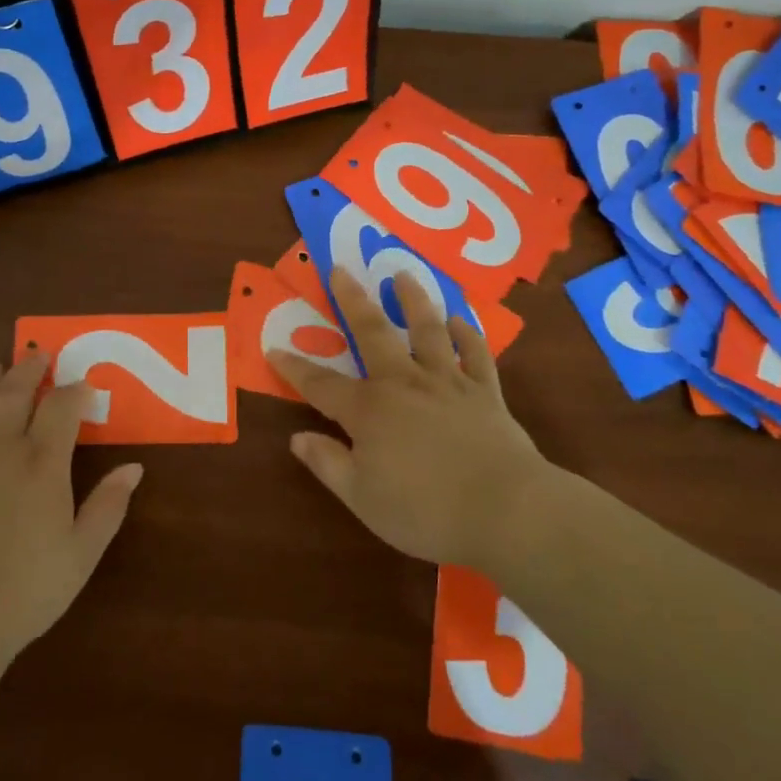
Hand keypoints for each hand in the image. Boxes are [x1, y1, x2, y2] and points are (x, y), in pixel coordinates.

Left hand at [0, 358, 141, 666]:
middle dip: (29, 369)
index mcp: (41, 464)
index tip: (85, 385)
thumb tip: (134, 467)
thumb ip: (108, 506)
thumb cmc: (26, 590)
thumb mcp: (82, 553)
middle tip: (38, 355)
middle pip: (12, 393)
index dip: (75, 390)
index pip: (61, 407)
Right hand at [268, 268, 551, 571]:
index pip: (320, 384)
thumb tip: (297, 437)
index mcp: (369, 410)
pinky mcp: (485, 392)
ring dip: (413, 301)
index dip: (295, 368)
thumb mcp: (362, 497)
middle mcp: (404, 383)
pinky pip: (475, 354)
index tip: (274, 349)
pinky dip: (467, 333)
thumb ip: (328, 463)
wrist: (506, 510)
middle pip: (373, 334)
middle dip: (352, 301)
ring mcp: (447, 383)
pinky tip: (460, 320)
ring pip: (427, 331)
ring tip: (403, 275)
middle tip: (341, 269)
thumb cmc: (425, 510)